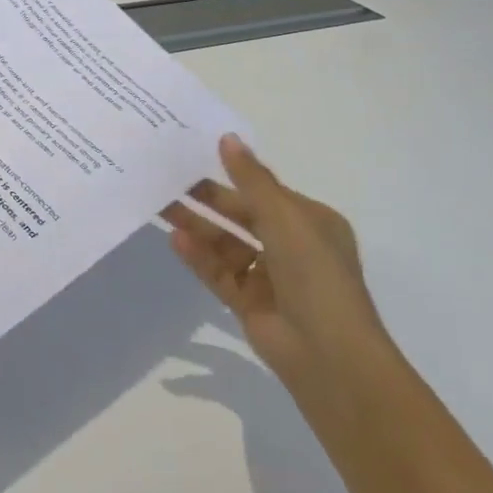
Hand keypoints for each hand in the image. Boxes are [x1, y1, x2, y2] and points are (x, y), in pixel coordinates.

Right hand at [163, 135, 387, 398]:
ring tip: (161, 208)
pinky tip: (174, 241)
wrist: (330, 355)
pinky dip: (198, 258)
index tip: (195, 156)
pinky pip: (219, 273)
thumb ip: (251, 179)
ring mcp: (271, 278)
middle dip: (207, 200)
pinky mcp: (250, 304)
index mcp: (311, 222)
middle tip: (167, 180)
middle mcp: (292, 247)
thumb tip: (227, 137)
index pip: (265, 191)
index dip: (232, 173)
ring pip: (226, 244)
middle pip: (241, 216)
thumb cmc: (315, 273)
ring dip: (198, 227)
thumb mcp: (283, 216)